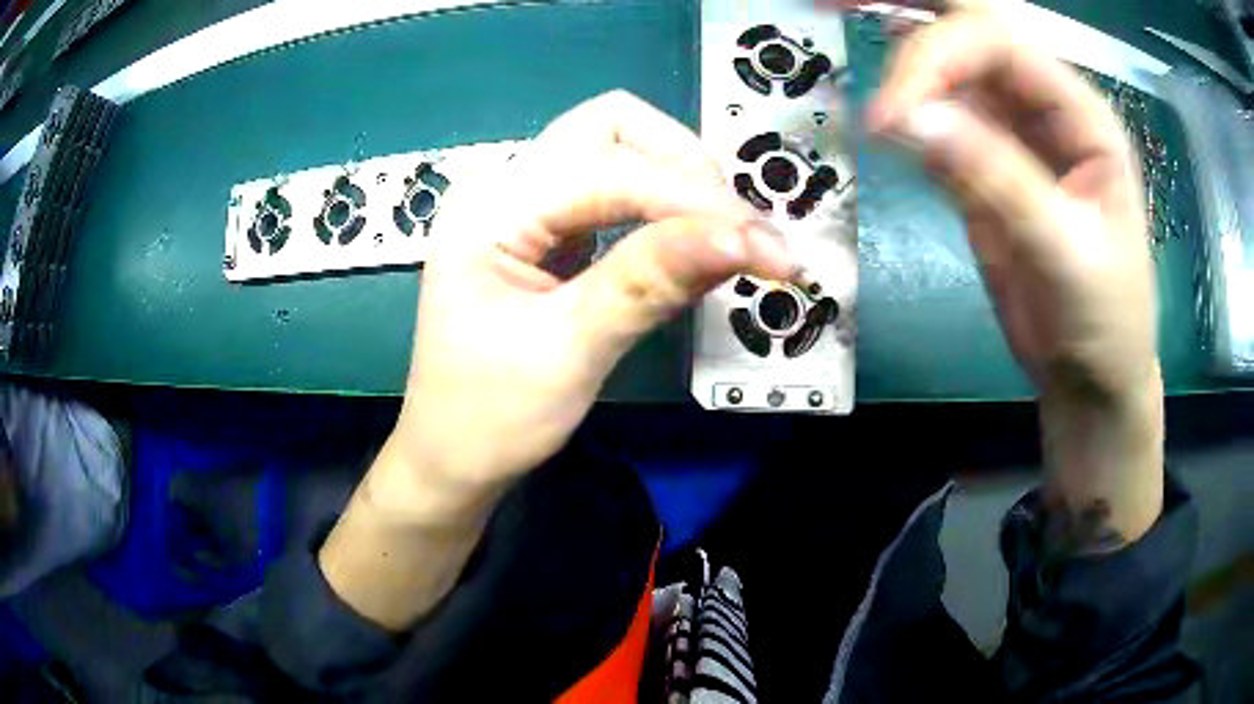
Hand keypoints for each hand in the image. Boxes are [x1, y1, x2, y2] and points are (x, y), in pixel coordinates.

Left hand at [389, 91, 794, 501]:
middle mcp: (502, 188)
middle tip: (739, 232)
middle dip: (684, 167)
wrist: (452, 457)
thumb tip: (743, 238)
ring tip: (727, 236)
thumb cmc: (490, 418)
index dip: (694, 202)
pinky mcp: (544, 230)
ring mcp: (522, 205)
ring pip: (616, 149)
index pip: (609, 170)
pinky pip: (613, 190)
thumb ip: (650, 284)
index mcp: (489, 210)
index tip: (767, 248)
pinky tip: (689, 241)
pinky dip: (661, 205)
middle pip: (610, 127)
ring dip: (678, 181)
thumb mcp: (568, 353)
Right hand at [867, 7, 1162, 543]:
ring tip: (843, 33)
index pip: (998, 42)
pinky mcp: (985, 165)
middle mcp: (1044, 106)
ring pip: (949, 68)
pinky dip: (905, 111)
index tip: (890, 114)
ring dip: (901, 55)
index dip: (937, 57)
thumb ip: (997, 178)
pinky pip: (939, 120)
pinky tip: (880, 111)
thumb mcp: (1066, 253)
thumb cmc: (1104, 319)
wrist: (1091, 376)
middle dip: (913, 10)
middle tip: (839, 3)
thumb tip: (908, 118)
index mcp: (1080, 114)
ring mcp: (1011, 133)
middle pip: (974, 29)